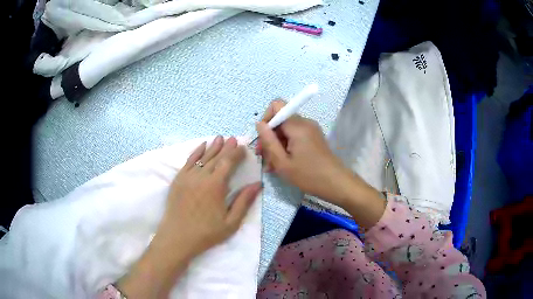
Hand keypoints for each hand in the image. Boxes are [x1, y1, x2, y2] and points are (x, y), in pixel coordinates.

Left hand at [117, 137, 261, 298]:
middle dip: (226, 147)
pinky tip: (201, 146)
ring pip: (202, 157)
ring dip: (212, 147)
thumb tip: (258, 184)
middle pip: (216, 157)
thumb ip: (244, 202)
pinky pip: (188, 161)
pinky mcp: (178, 179)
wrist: (177, 237)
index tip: (243, 148)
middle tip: (234, 138)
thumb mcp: (231, 222)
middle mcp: (201, 176)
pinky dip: (196, 152)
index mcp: (216, 186)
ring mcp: (187, 176)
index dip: (236, 154)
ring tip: (220, 138)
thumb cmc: (206, 233)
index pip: (228, 163)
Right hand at [256, 100, 354, 205]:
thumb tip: (259, 124)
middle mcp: (305, 122)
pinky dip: (286, 146)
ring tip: (272, 165)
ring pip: (286, 130)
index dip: (266, 119)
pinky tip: (283, 163)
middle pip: (281, 120)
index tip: (263, 139)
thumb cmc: (308, 175)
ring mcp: (311, 129)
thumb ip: (268, 141)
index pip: (277, 105)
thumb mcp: (282, 163)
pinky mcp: (314, 137)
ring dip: (277, 144)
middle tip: (264, 157)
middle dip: (270, 136)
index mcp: (297, 125)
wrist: (336, 184)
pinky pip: (295, 136)